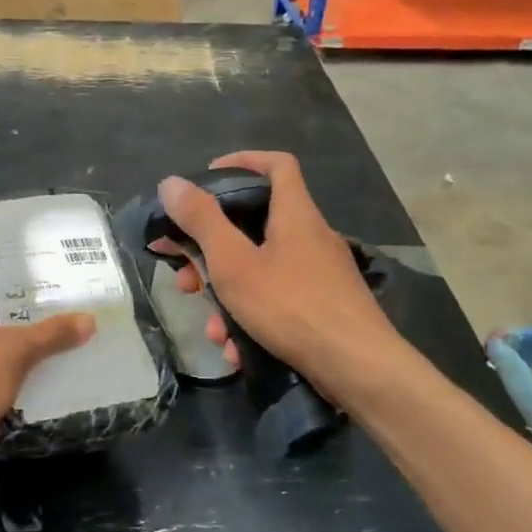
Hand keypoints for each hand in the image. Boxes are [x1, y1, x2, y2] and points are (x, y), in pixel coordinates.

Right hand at [152, 152, 402, 399]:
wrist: (359, 370)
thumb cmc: (292, 306)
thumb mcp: (234, 263)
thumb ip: (202, 222)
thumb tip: (171, 183)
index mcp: (295, 214)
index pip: (277, 165)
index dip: (242, 161)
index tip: (207, 178)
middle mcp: (311, 237)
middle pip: (255, 226)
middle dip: (212, 251)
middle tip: (184, 273)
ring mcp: (320, 274)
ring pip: (261, 271)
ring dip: (228, 296)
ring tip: (212, 328)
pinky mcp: (324, 307)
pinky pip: (278, 301)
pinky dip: (253, 318)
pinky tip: (237, 349)